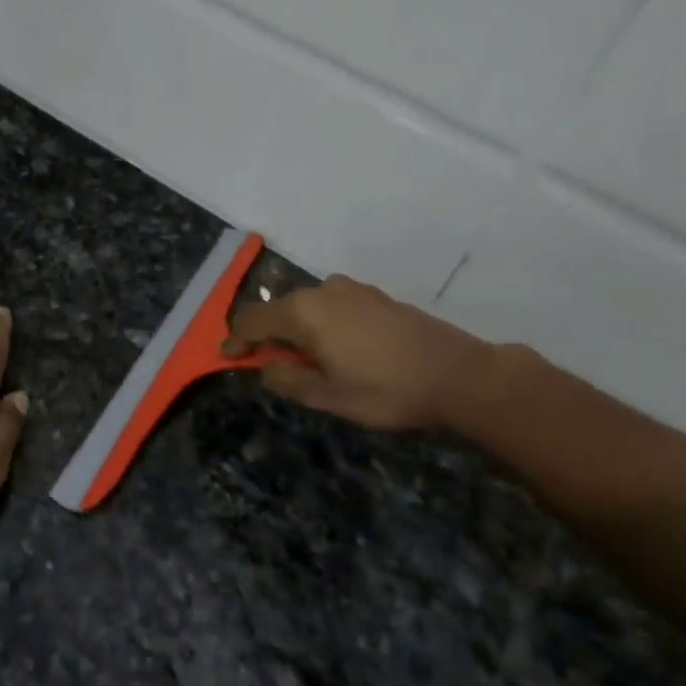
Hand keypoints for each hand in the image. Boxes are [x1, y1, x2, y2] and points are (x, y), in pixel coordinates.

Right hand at [226, 274, 503, 431]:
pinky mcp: (375, 296)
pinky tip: (338, 350)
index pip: (251, 319)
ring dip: (296, 331)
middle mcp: (323, 290)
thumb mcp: (327, 396)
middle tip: (269, 367)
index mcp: (303, 313)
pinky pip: (333, 306)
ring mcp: (352, 289)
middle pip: (278, 309)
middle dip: (266, 337)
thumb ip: (287, 378)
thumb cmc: (385, 390)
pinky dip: (322, 324)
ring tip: (307, 362)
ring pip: (307, 307)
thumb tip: (265, 366)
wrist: (457, 375)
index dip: (235, 341)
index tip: (228, 360)